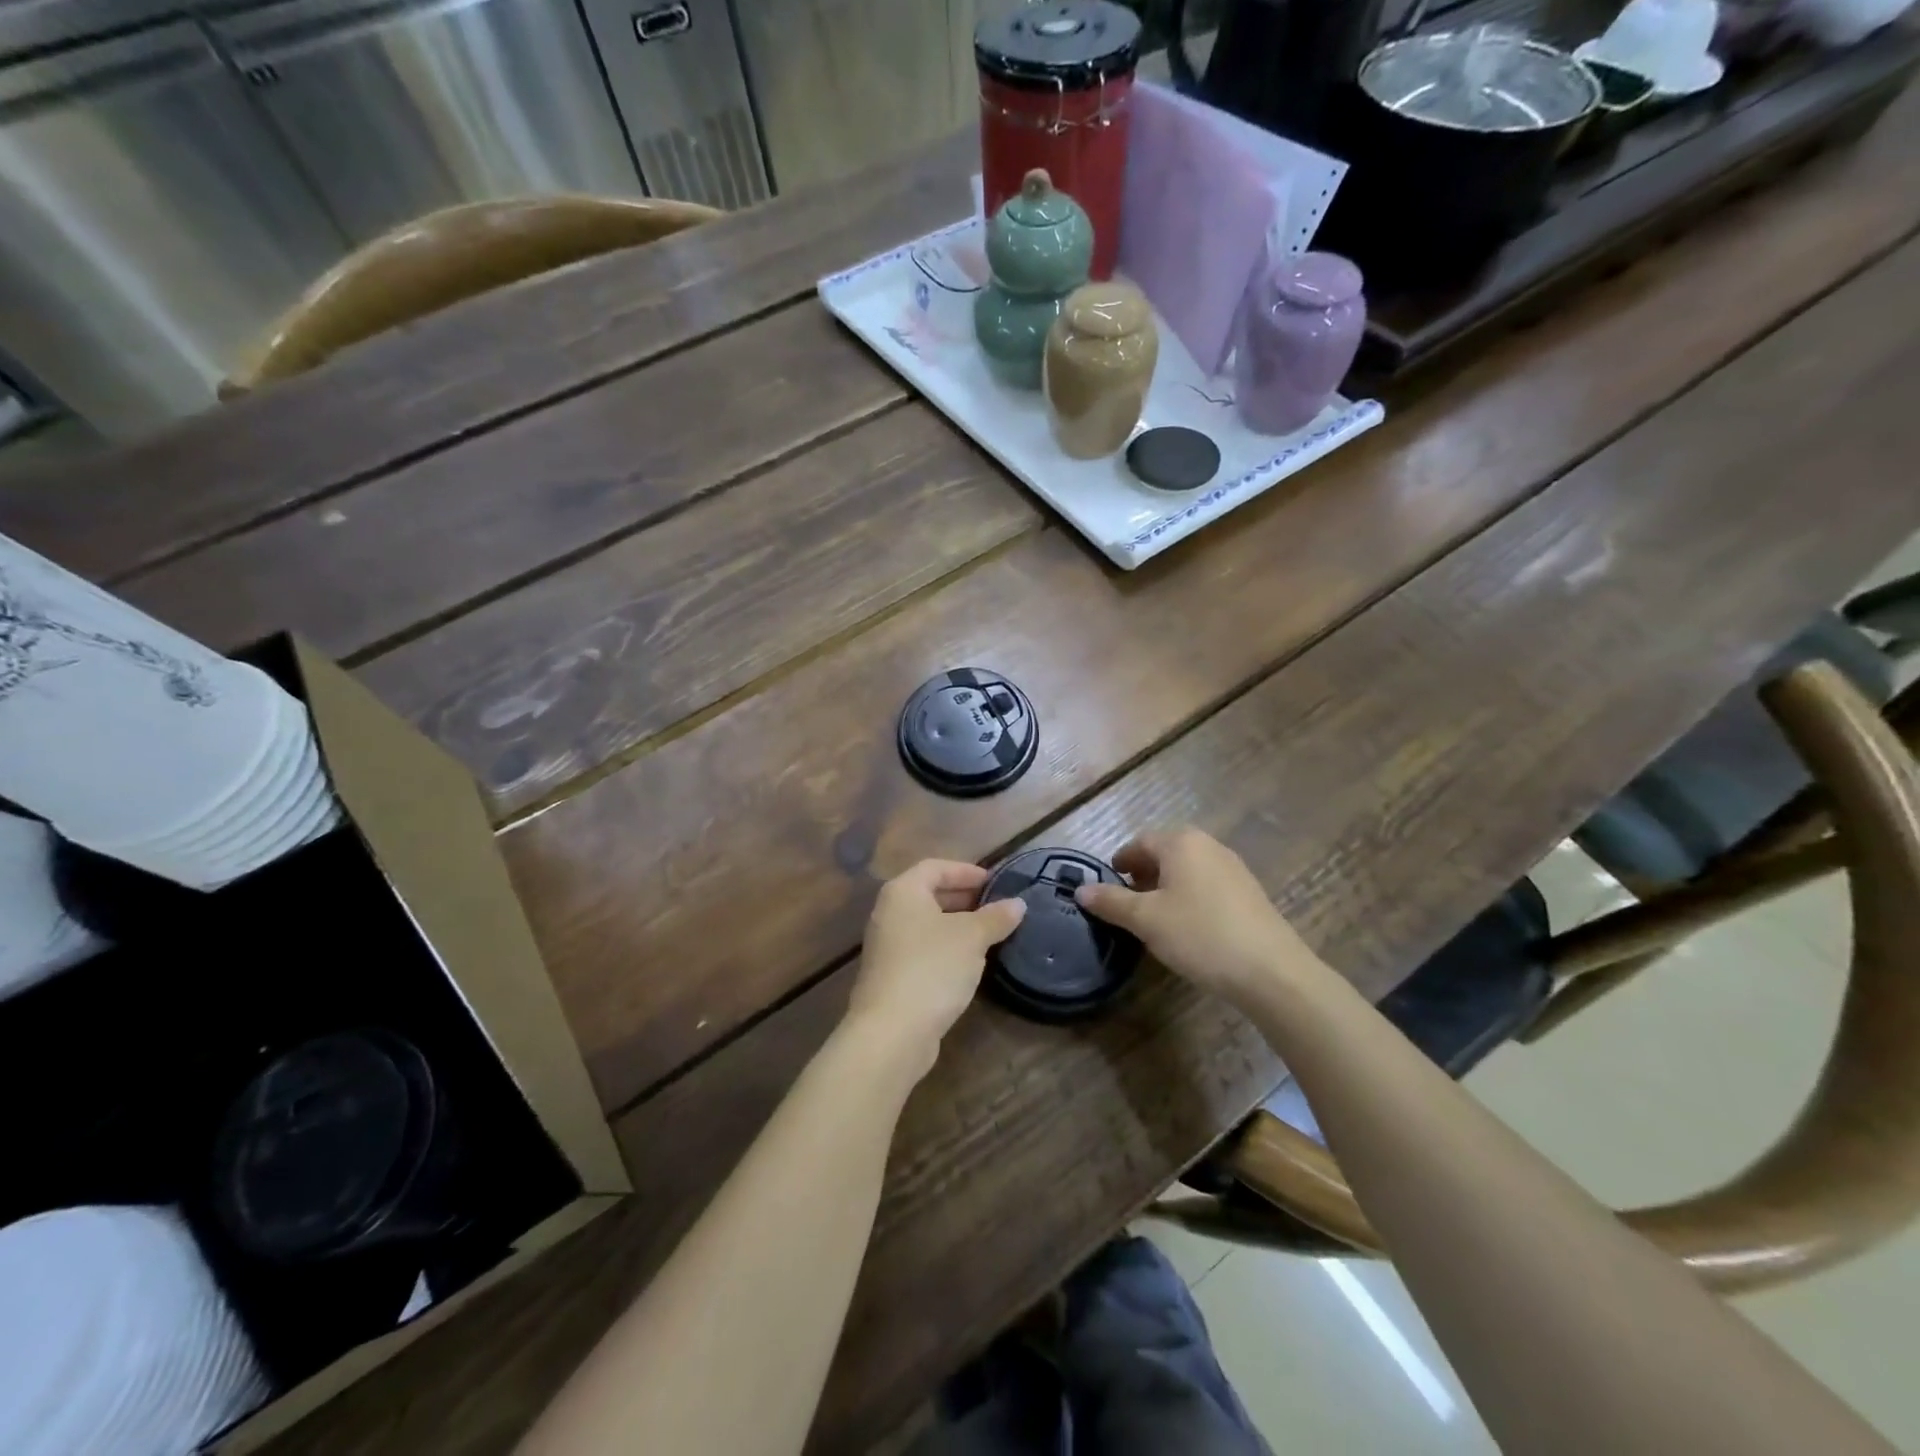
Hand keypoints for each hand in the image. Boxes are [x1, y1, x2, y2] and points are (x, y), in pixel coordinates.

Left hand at [847, 859, 1025, 1076]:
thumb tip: (1017, 904)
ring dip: (957, 925)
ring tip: (989, 934)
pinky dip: (946, 948)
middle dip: (963, 898)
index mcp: (903, 892)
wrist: (892, 1031)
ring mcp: (887, 947)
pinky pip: (923, 950)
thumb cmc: (932, 968)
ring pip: (926, 924)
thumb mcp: (972, 938)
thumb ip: (995, 917)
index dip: (966, 871)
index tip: (994, 882)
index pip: (935, 867)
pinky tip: (969, 963)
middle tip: (996, 906)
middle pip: (928, 894)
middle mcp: (889, 913)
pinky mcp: (891, 976)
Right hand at [1075, 828, 1326, 1010]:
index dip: (1120, 861)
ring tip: (1153, 917)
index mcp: (1181, 843)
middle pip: (1166, 852)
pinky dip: (1189, 897)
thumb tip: (1080, 889)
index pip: (1140, 842)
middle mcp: (1209, 846)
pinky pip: (1208, 885)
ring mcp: (1234, 868)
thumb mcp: (1146, 920)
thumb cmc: (1199, 934)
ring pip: (1188, 869)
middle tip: (1126, 901)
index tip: (1107, 884)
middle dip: (1143, 873)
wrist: (1271, 971)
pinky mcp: (1249, 893)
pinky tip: (1187, 927)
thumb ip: (1111, 902)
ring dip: (1166, 886)